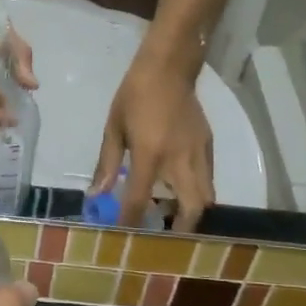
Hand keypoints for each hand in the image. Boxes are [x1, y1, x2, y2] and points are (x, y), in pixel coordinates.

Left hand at [92, 55, 214, 229]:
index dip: (131, 221)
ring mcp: (199, 153)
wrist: (169, 68)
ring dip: (191, 212)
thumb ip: (108, 164)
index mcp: (151, 154)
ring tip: (172, 215)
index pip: (141, 198)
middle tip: (163, 236)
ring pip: (207, 196)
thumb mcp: (114, 128)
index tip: (124, 237)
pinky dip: (198, 191)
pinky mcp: (209, 145)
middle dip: (180, 228)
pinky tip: (181, 189)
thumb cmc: (134, 95)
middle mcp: (180, 159)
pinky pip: (209, 178)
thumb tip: (96, 194)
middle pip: (192, 207)